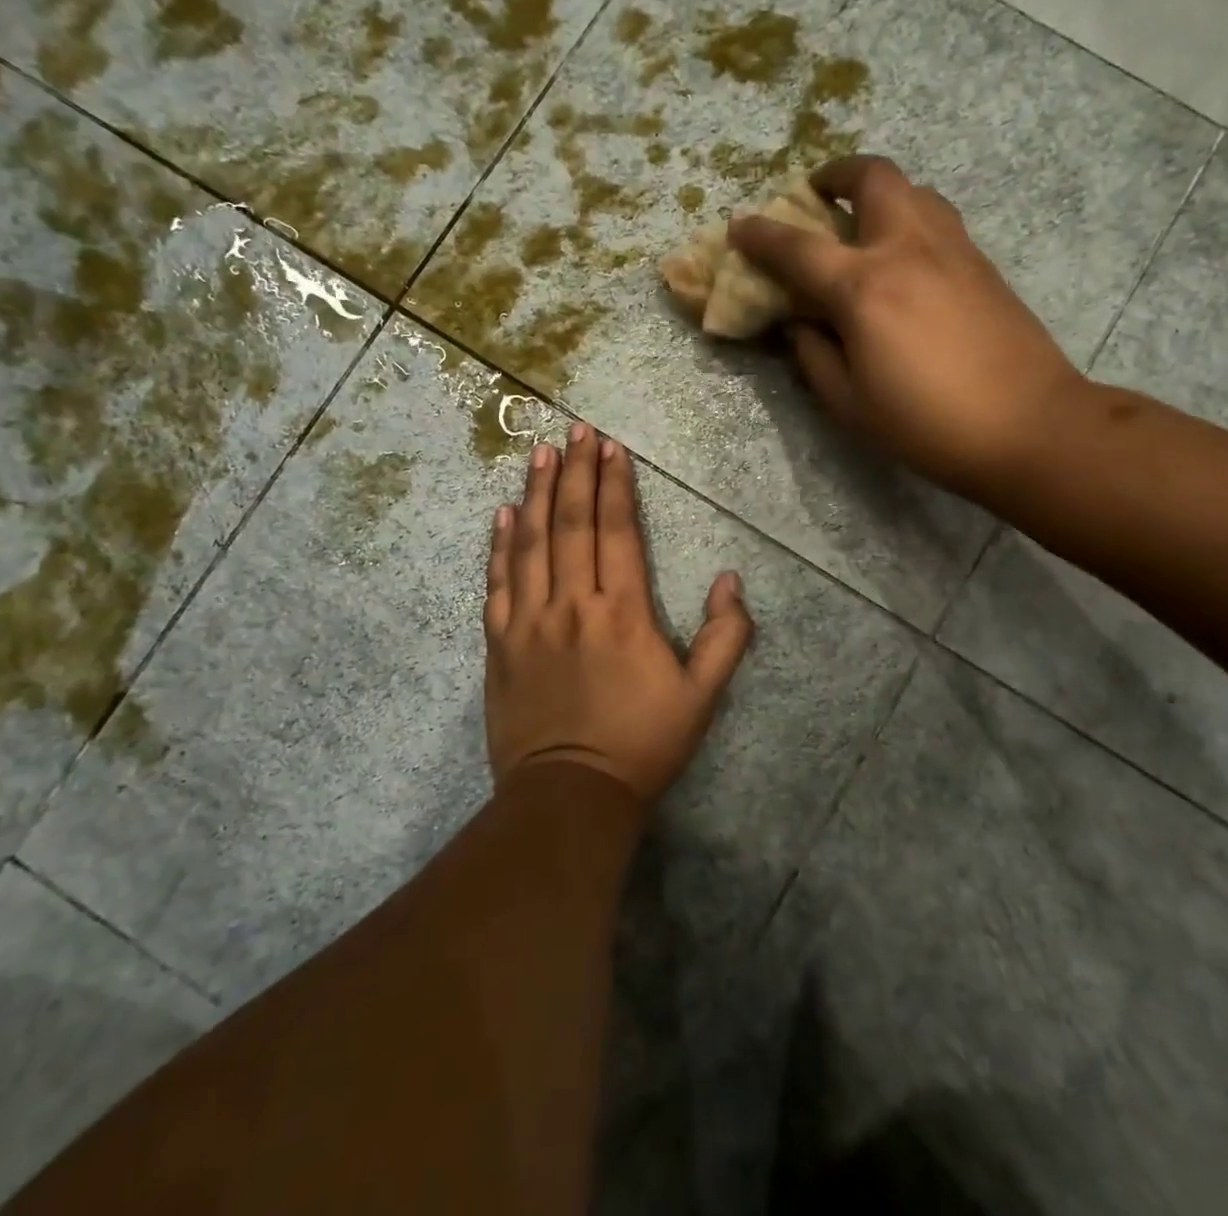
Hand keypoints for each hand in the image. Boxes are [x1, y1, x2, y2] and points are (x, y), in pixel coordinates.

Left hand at [483, 424, 753, 803]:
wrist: (570, 796)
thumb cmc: (642, 744)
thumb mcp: (702, 698)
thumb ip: (726, 637)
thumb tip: (731, 581)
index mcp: (623, 612)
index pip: (616, 531)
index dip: (614, 485)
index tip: (610, 448)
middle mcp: (572, 604)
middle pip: (571, 524)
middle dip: (575, 473)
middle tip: (575, 431)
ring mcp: (529, 622)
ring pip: (530, 543)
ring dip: (535, 494)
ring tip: (539, 454)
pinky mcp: (499, 644)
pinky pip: (497, 583)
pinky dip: (499, 545)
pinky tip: (502, 514)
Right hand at [731, 155, 1089, 503]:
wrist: (1028, 426)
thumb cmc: (927, 424)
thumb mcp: (850, 404)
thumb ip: (814, 355)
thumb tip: (800, 322)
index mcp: (864, 288)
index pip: (798, 247)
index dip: (761, 235)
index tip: (739, 227)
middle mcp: (907, 249)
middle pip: (871, 177)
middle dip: (835, 174)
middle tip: (817, 194)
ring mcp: (952, 249)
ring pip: (913, 188)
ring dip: (877, 192)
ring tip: (861, 223)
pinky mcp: (982, 263)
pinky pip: (937, 217)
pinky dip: (909, 217)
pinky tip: (903, 257)